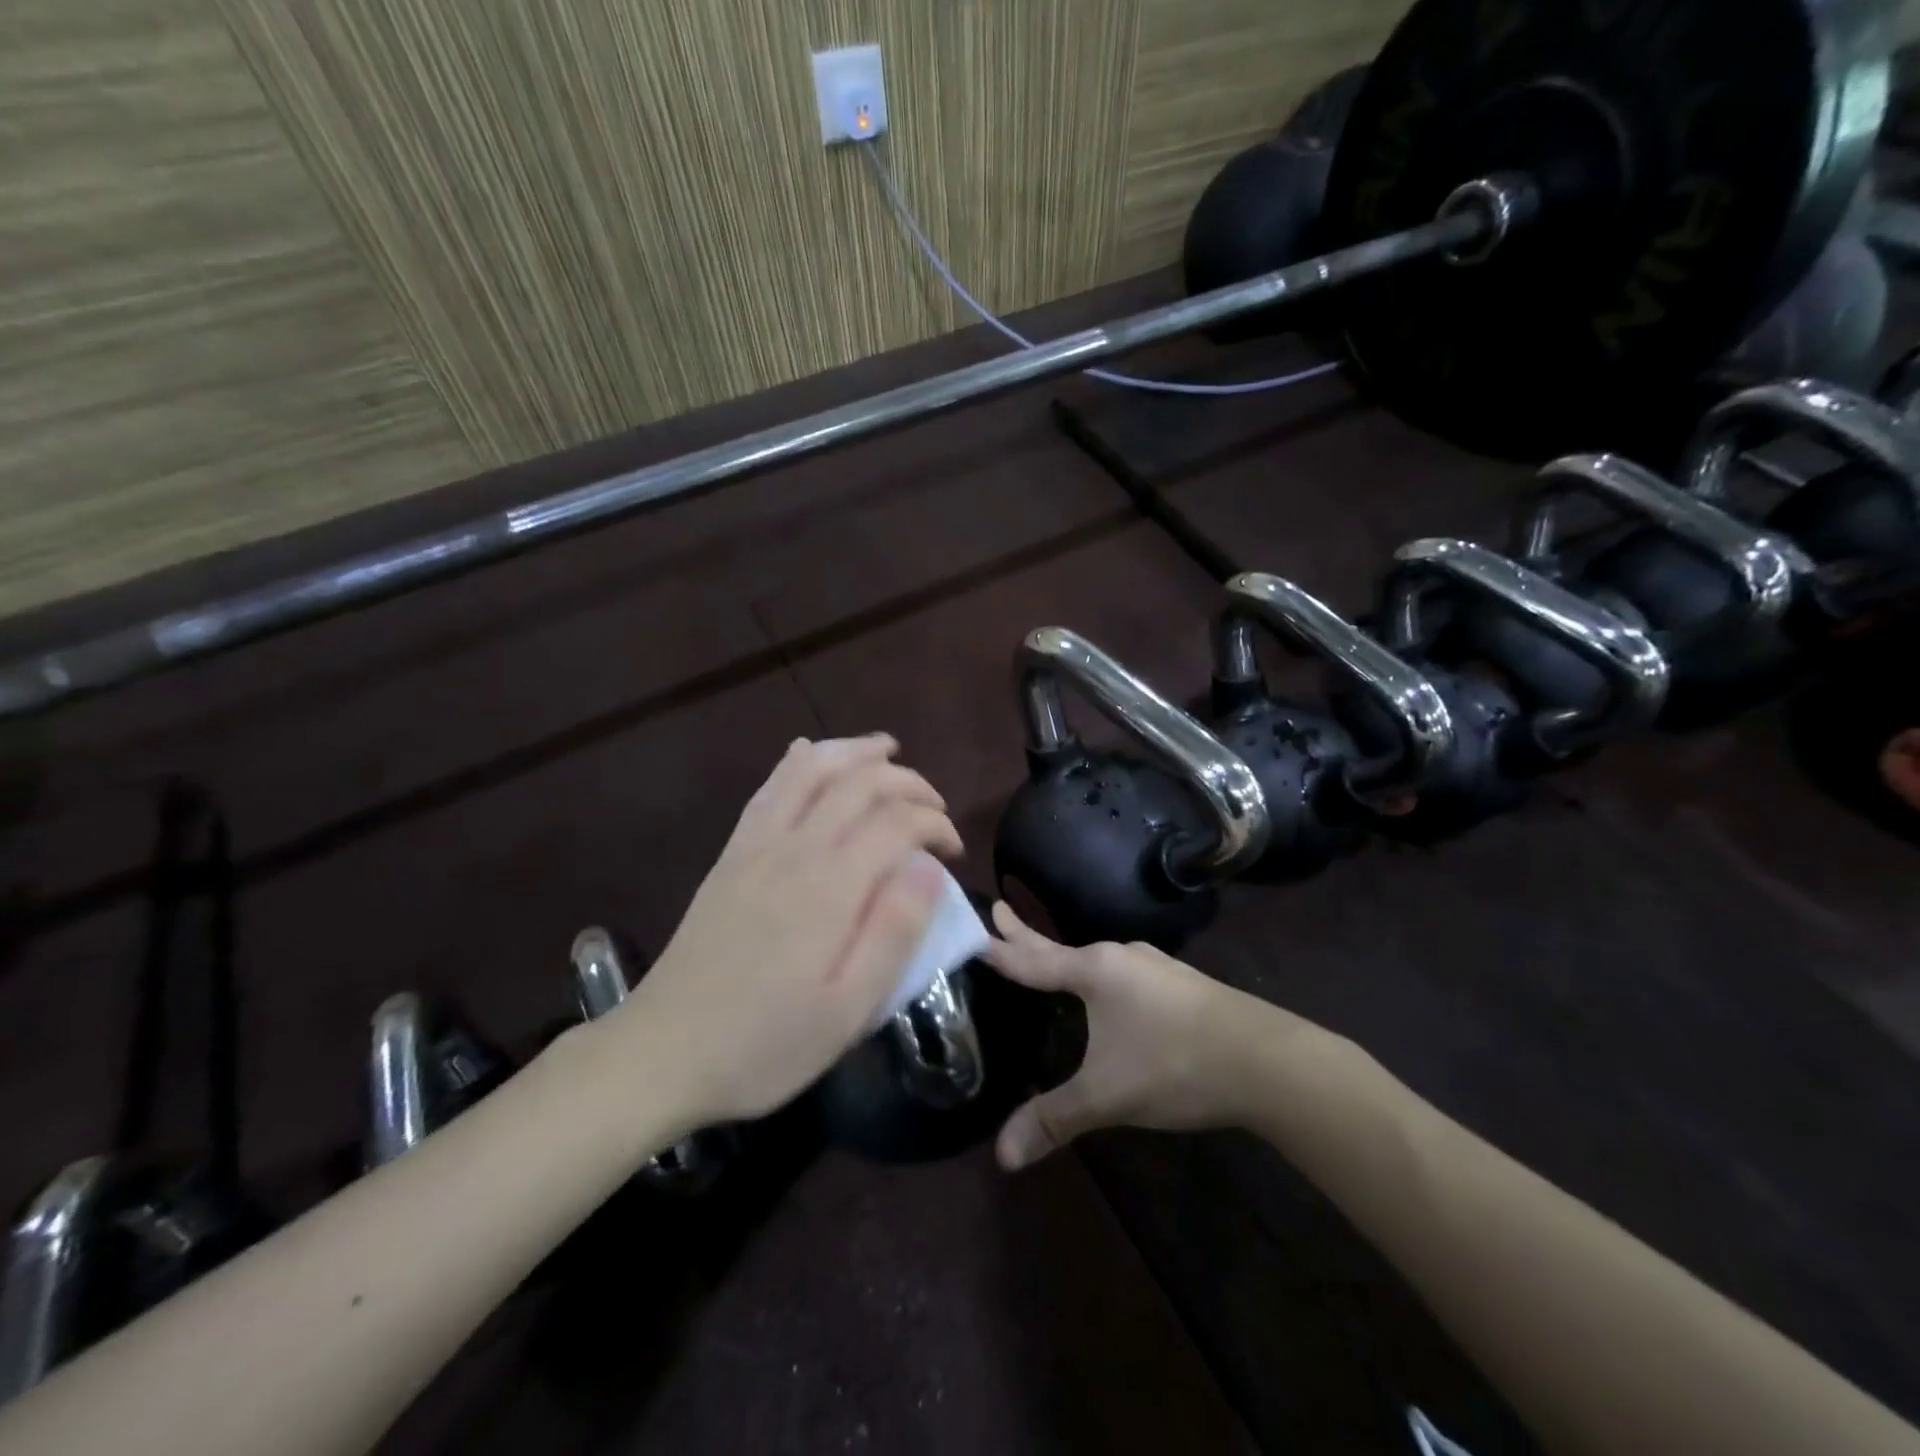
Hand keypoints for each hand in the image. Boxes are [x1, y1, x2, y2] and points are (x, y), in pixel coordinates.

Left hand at [623, 736, 962, 1125]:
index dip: (935, 824)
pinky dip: (800, 761)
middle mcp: (794, 849)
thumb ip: (894, 933)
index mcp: (830, 888)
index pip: (897, 822)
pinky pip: (770, 787)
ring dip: (855, 752)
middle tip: (936, 807)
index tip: (954, 852)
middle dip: (908, 782)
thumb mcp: (848, 1011)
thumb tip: (929, 868)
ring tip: (887, 750)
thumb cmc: (766, 1043)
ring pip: (811, 769)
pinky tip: (811, 754)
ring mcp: (755, 845)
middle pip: (860, 783)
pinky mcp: (731, 853)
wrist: (664, 1051)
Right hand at [986, 904, 1335, 1169]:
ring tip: (1049, 960)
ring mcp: (1154, 966)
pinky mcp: (1179, 983)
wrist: (1267, 1060)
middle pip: (1060, 946)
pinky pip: (1122, 972)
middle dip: (1026, 933)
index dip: (1000, 949)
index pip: (1032, 959)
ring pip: (1095, 960)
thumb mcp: (1107, 1095)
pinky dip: (1098, 975)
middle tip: (1000, 907)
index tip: (974, 926)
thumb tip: (1002, 1157)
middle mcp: (1120, 957)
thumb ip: (1053, 1119)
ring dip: (1066, 958)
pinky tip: (1108, 992)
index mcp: (1095, 970)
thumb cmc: (1174, 1064)